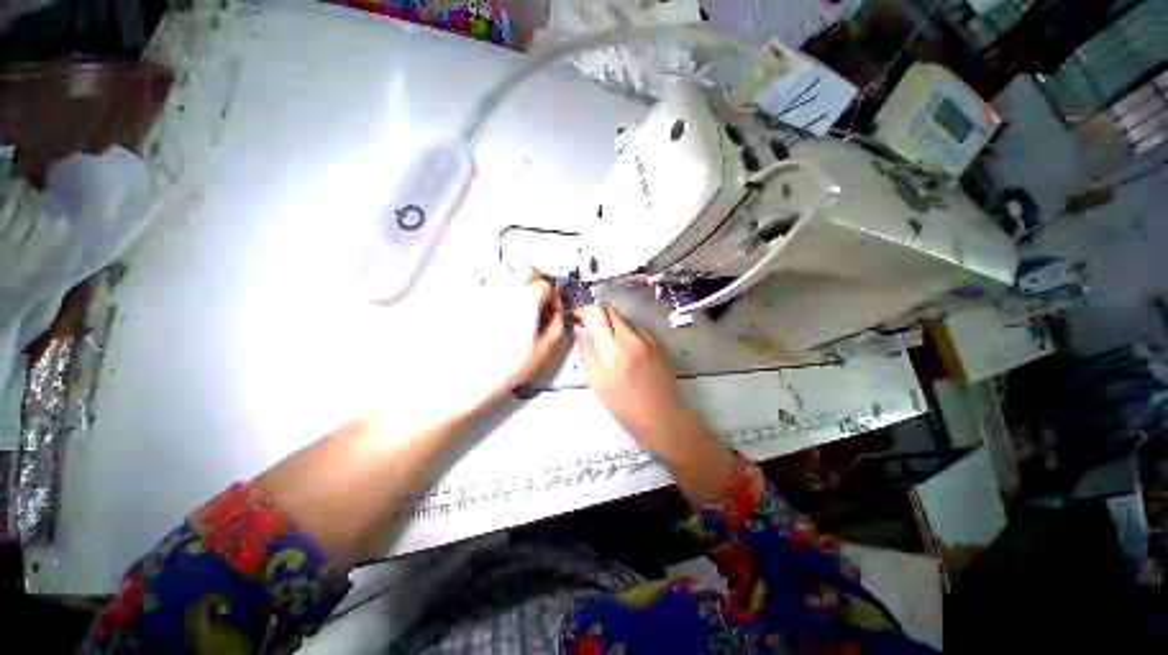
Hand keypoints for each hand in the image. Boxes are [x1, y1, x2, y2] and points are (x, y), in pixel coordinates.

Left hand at [465, 265, 565, 406]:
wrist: (464, 378)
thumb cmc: (498, 369)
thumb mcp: (542, 352)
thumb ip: (557, 329)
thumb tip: (557, 318)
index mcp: (526, 301)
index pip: (546, 286)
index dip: (554, 298)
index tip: (553, 308)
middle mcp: (504, 291)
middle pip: (527, 270)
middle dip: (538, 281)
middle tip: (541, 296)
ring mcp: (484, 292)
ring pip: (505, 269)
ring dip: (517, 277)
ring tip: (520, 294)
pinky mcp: (468, 299)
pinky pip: (483, 279)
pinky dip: (494, 282)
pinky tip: (496, 297)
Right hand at [574, 303, 737, 507]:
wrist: (661, 416)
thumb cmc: (624, 405)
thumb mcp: (597, 381)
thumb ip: (587, 350)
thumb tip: (581, 329)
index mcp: (612, 349)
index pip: (596, 313)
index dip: (584, 311)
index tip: (578, 317)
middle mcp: (631, 337)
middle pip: (610, 310)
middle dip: (597, 314)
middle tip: (589, 328)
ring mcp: (646, 338)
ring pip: (622, 319)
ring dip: (611, 325)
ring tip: (607, 346)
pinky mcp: (656, 342)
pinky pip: (634, 329)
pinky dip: (624, 334)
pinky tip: (624, 353)